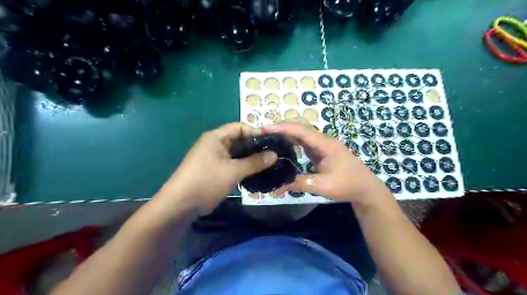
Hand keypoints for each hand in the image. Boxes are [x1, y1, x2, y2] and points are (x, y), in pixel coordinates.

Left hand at [155, 121, 276, 213]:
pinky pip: (233, 164)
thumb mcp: (233, 171)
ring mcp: (214, 158)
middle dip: (255, 147)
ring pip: (237, 154)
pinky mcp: (215, 170)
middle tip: (273, 154)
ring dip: (250, 158)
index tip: (271, 141)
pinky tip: (256, 173)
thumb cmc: (206, 181)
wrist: (180, 205)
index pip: (239, 127)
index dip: (255, 132)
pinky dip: (243, 167)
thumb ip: (255, 162)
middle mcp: (215, 145)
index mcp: (216, 138)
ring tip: (268, 164)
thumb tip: (275, 154)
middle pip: (239, 140)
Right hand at [264, 122, 389, 203]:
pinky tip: (282, 146)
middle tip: (263, 132)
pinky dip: (292, 141)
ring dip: (286, 133)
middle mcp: (323, 140)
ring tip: (269, 136)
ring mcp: (322, 145)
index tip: (264, 129)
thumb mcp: (322, 186)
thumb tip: (276, 188)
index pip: (300, 131)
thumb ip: (299, 184)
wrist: (365, 188)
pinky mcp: (321, 151)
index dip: (282, 128)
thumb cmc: (347, 185)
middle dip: (281, 127)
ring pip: (302, 133)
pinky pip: (304, 142)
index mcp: (325, 144)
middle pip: (300, 127)